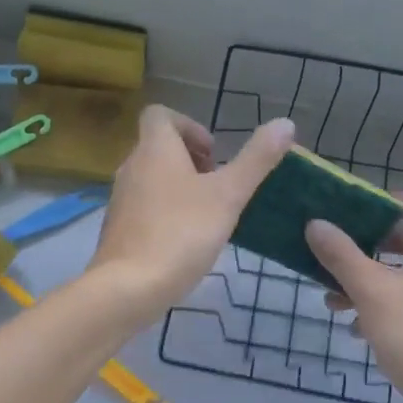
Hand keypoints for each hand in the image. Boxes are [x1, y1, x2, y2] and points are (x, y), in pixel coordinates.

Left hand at [88, 107, 294, 325]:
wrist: (128, 287)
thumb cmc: (181, 233)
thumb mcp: (228, 195)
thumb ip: (256, 159)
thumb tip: (285, 123)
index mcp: (155, 149)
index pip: (160, 114)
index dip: (189, 125)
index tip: (214, 153)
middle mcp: (131, 166)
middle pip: (158, 147)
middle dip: (190, 159)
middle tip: (217, 185)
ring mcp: (120, 199)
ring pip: (151, 177)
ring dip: (179, 186)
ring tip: (207, 213)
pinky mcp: (117, 228)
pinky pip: (143, 205)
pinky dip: (165, 210)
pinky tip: (185, 240)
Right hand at [305, 192, 402, 402]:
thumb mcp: (372, 290)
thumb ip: (342, 255)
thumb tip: (316, 223)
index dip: (401, 200)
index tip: (365, 205)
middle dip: (369, 244)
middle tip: (337, 246)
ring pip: (398, 279)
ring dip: (364, 281)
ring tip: (330, 296)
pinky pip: (400, 309)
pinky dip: (374, 311)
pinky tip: (351, 329)